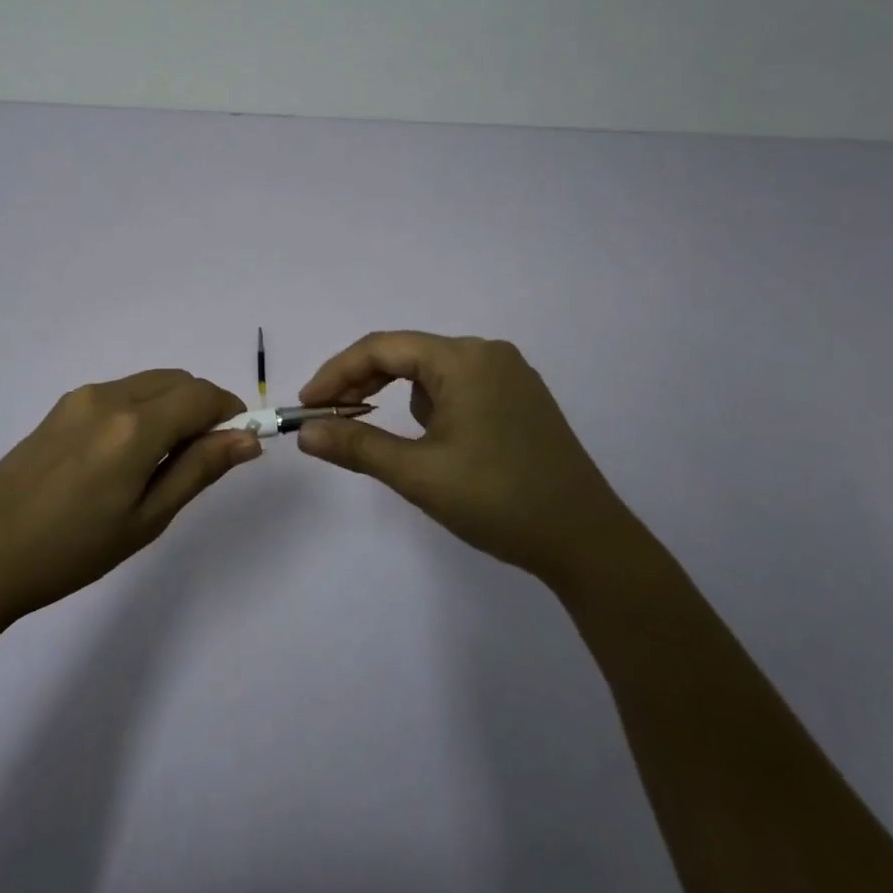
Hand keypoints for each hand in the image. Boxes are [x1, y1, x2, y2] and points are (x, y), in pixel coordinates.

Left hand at [0, 370, 260, 629]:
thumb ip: (198, 469)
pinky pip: (119, 393)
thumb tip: (247, 438)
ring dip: (172, 406)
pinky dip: (142, 409)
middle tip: (201, 458)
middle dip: (202, 406)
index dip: (229, 411)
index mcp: (135, 425)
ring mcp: (80, 398)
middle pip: (176, 380)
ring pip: (148, 384)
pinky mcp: (60, 407)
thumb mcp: (146, 519)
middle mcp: (109, 396)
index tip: (238, 442)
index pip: (202, 394)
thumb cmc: (72, 550)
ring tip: (160, 463)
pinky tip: (125, 457)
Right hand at [296, 332, 629, 589]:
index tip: (307, 405)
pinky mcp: (521, 399)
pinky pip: (459, 387)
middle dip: (363, 384)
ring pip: (431, 373)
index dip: (337, 373)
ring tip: (383, 435)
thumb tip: (305, 433)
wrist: (588, 543)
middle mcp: (487, 353)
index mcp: (463, 358)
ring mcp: (509, 375)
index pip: (382, 348)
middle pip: (406, 355)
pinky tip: (435, 442)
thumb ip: (356, 445)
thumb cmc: (498, 500)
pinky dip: (431, 406)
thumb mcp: (418, 474)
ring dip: (398, 396)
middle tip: (330, 417)